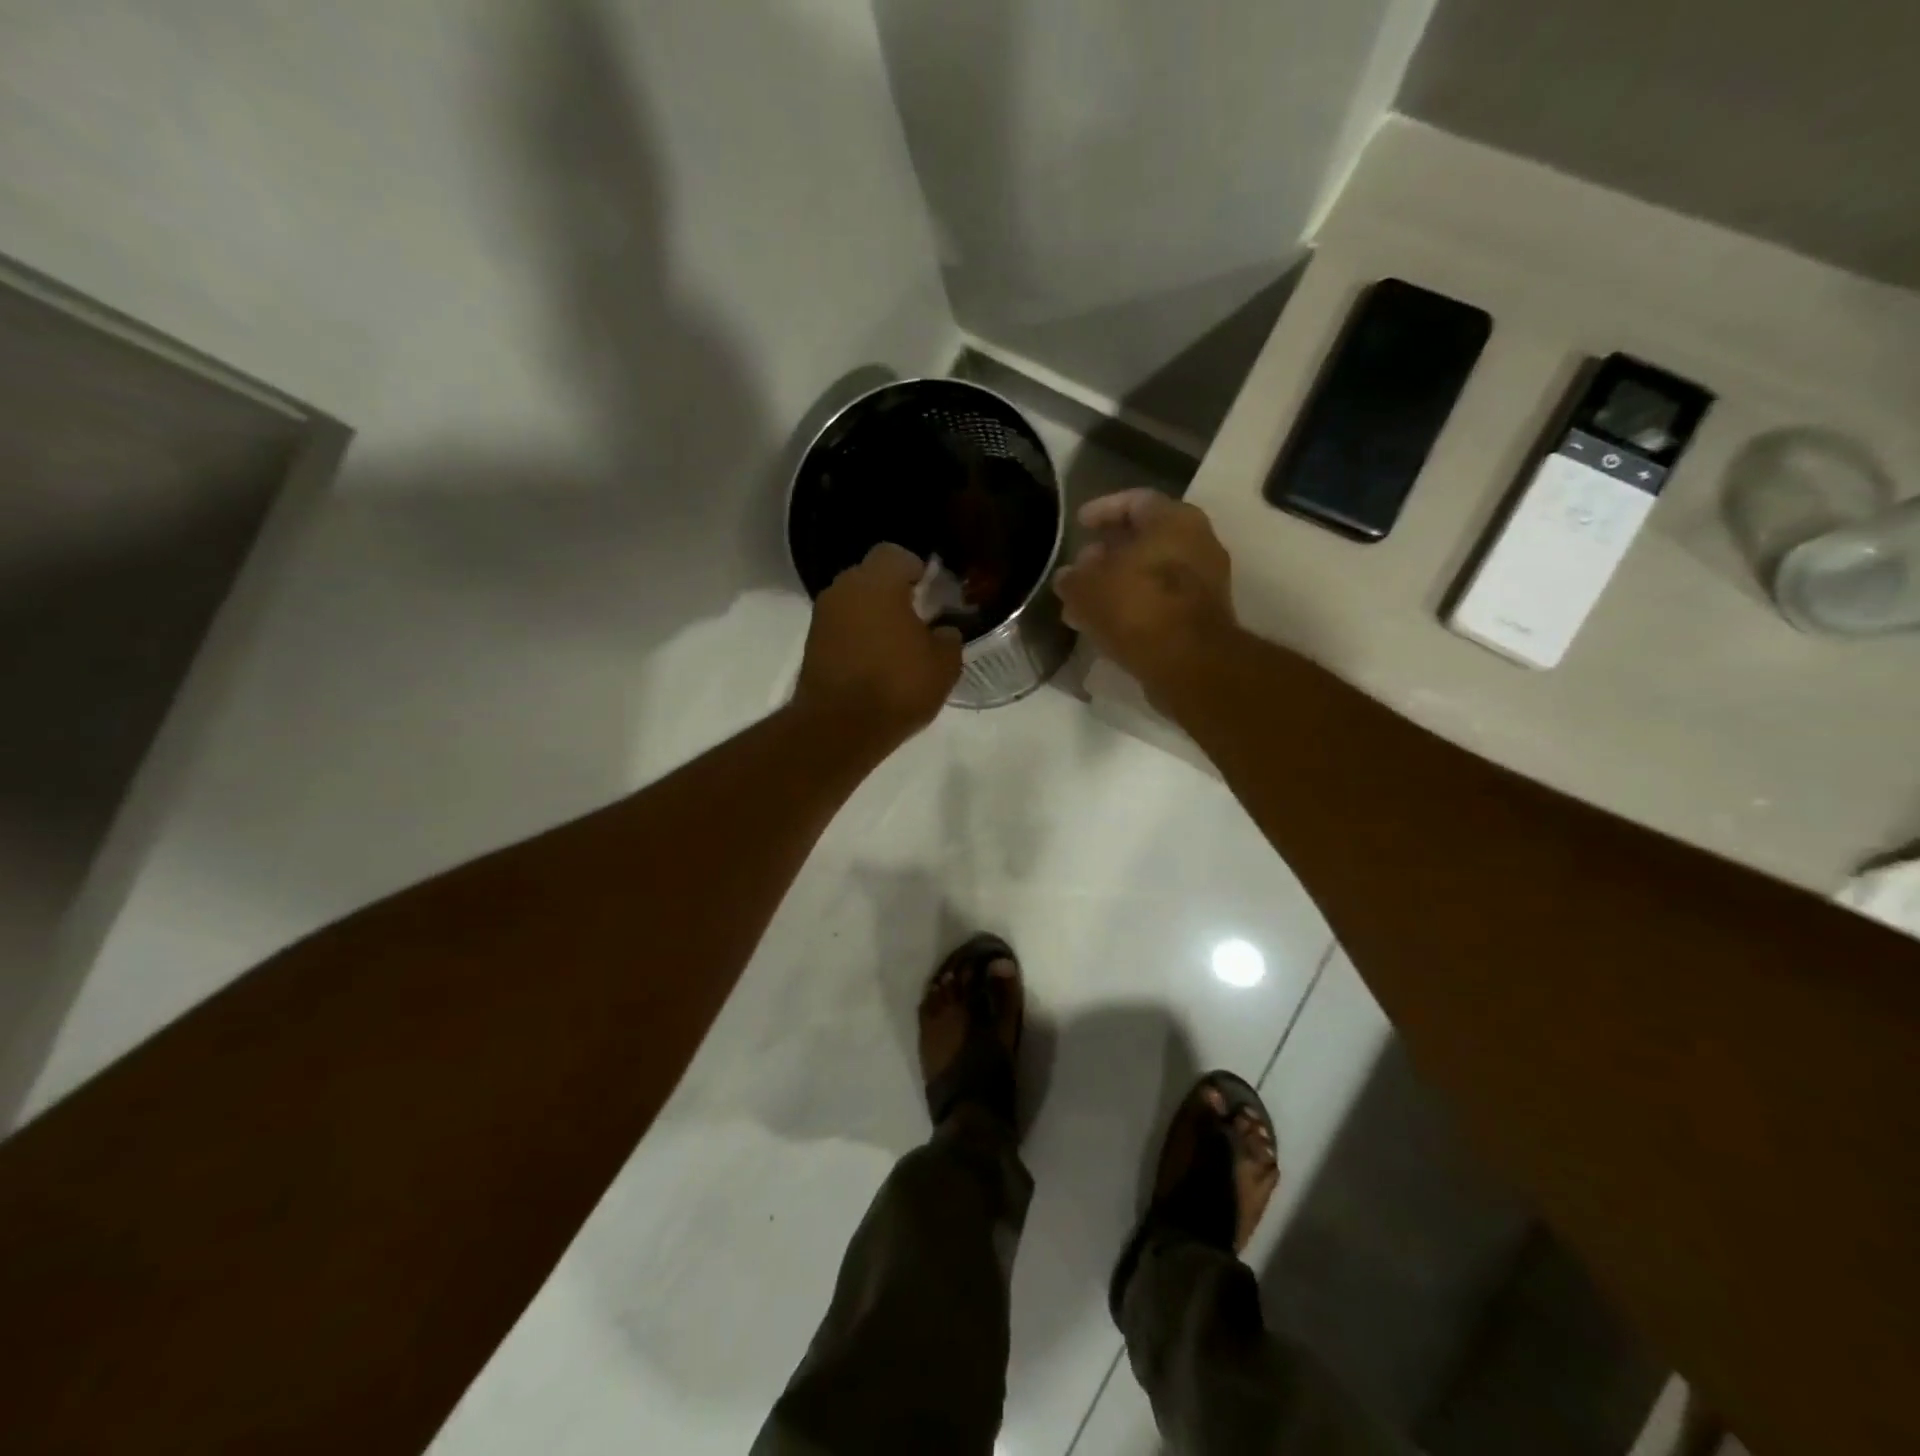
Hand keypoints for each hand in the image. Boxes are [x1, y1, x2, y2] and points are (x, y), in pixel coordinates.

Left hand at [793, 543, 963, 746]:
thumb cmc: (897, 686)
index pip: (896, 555)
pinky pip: (841, 629)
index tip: (931, 594)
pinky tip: (875, 665)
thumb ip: (948, 639)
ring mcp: (822, 617)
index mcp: (877, 581)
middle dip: (893, 593)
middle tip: (917, 621)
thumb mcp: (943, 665)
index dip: (916, 570)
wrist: (838, 728)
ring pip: (854, 604)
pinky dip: (857, 639)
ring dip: (873, 617)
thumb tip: (942, 632)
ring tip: (897, 647)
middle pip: (871, 578)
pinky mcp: (811, 646)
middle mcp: (843, 589)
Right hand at [1052, 490, 1239, 705]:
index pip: (1134, 501)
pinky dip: (1134, 606)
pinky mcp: (1202, 616)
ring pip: (1151, 574)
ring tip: (1084, 603)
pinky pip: (1161, 601)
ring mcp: (1205, 581)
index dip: (1101, 510)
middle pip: (1145, 539)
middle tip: (1080, 568)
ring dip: (1117, 584)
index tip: (1079, 524)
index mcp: (1174, 520)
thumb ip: (1072, 578)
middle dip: (1108, 553)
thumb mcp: (1087, 589)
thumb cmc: (1137, 608)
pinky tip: (1106, 625)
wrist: (1189, 663)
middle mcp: (1197, 543)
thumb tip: (1067, 578)